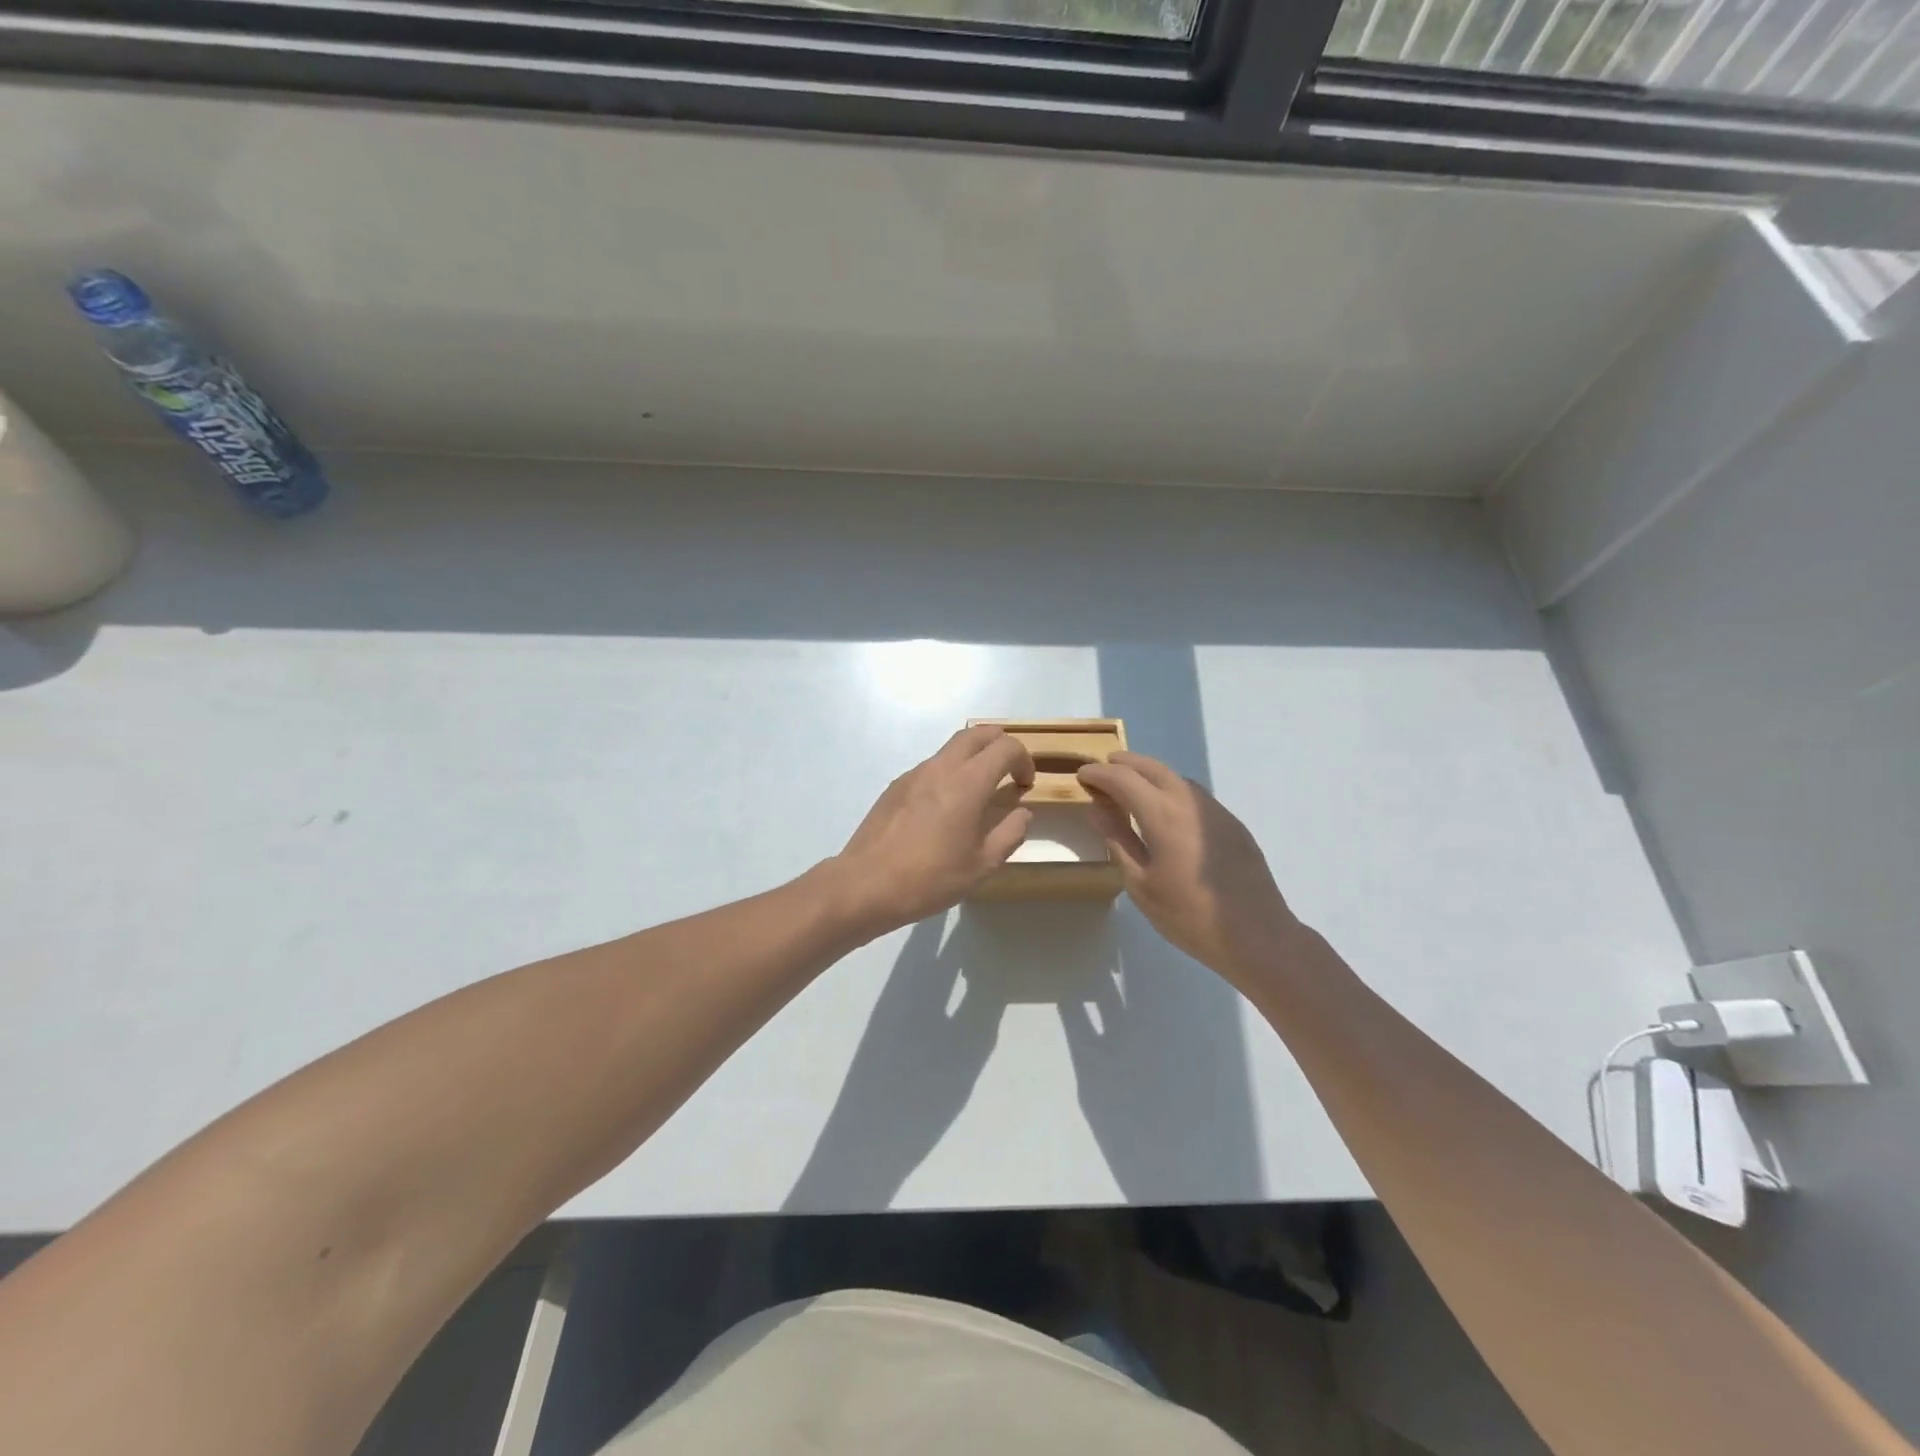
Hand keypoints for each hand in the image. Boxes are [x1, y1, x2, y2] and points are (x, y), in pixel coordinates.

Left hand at [829, 725, 1034, 935]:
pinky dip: (949, 773)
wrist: (866, 884)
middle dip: (999, 744)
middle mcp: (941, 767)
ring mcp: (914, 774)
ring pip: (951, 748)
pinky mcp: (896, 786)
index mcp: (968, 782)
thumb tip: (1021, 812)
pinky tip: (945, 808)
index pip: (1005, 747)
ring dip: (972, 757)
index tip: (1025, 784)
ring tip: (979, 790)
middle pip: (976, 734)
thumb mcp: (982, 865)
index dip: (1024, 759)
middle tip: (1008, 770)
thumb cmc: (930, 878)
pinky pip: (931, 767)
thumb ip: (1010, 833)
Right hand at [1078, 752, 1301, 983]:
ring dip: (1148, 774)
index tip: (1082, 775)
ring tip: (1129, 788)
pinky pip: (1193, 794)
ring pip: (1175, 777)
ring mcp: (1214, 810)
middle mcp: (1189, 801)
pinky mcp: (1231, 823)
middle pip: (1151, 767)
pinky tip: (1164, 811)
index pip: (1122, 779)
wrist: (1257, 935)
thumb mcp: (1141, 883)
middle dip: (1124, 764)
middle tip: (1102, 772)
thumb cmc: (1188, 915)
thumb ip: (1118, 839)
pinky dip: (1170, 789)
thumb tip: (1098, 808)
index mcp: (1162, 814)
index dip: (1099, 774)